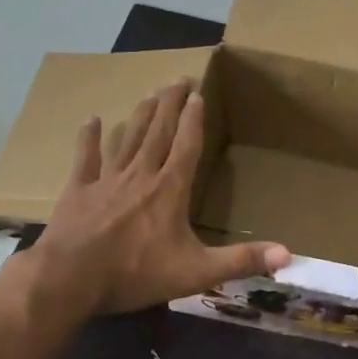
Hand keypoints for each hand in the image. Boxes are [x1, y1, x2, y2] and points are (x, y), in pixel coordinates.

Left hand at [25, 80, 290, 314]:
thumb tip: (287, 255)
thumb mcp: (196, 272)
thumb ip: (241, 261)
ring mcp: (107, 180)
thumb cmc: (136, 273)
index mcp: (170, 190)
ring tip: (150, 93)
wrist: (70, 280)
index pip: (187, 146)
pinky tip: (92, 119)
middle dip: (171, 104)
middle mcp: (141, 176)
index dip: (194, 120)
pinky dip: (89, 138)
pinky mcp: (78, 191)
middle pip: (159, 132)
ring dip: (141, 115)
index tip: (198, 94)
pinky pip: (85, 159)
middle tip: (178, 78)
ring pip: (128, 139)